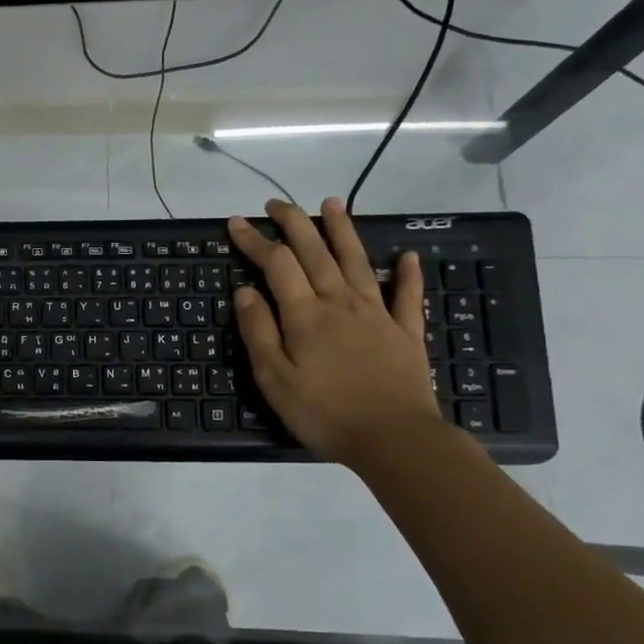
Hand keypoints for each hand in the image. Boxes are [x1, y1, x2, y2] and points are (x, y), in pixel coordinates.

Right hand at [228, 198, 439, 465]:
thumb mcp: (274, 379)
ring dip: (343, 230)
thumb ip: (258, 331)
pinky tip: (407, 256)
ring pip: (357, 261)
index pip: (276, 264)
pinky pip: (407, 296)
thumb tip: (244, 291)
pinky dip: (407, 274)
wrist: (395, 439)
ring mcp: (377, 314)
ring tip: (332, 204)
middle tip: (276, 204)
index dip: (255, 241)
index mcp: (305, 315)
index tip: (236, 223)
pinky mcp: (406, 332)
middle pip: (315, 252)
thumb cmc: (324, 413)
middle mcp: (341, 302)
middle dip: (294, 223)